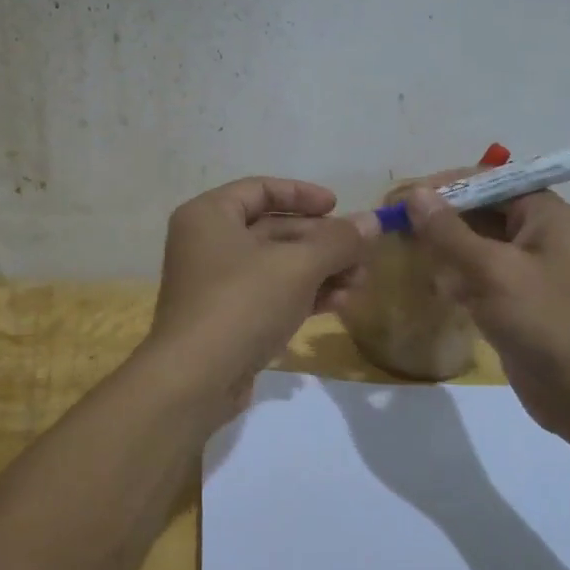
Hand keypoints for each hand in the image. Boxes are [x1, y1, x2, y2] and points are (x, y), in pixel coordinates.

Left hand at [144, 178, 375, 414]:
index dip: (303, 194)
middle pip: (274, 229)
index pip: (260, 189)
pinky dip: (304, 295)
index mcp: (209, 216)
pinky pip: (271, 295)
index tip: (338, 206)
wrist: (195, 380)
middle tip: (363, 253)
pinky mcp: (228, 319)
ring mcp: (216, 285)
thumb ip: (338, 241)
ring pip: (277, 266)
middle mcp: (208, 244)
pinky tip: (340, 304)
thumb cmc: (242, 303)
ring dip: (320, 271)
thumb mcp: (298, 266)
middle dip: (322, 242)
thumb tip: (373, 221)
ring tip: (360, 283)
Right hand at [401, 186, 569, 435]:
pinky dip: (454, 279)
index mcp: (545, 214)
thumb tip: (415, 193)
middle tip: (393, 226)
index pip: (489, 181)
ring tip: (400, 251)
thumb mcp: (493, 270)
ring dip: (443, 249)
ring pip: (476, 248)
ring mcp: (528, 274)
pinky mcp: (517, 306)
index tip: (401, 197)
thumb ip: (450, 232)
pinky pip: (479, 281)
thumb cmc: (548, 321)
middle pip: (481, 213)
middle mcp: (539, 236)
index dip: (445, 185)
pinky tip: (427, 285)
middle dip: (440, 218)